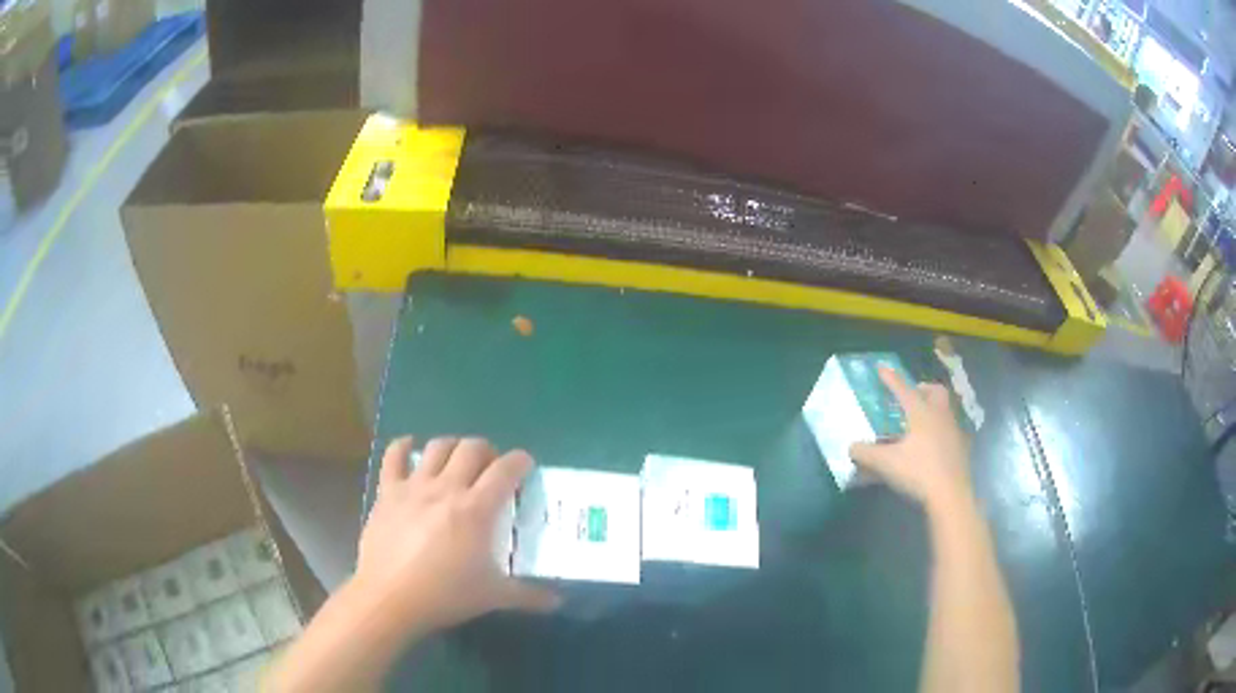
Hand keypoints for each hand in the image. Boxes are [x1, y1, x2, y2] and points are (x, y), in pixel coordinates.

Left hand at [354, 436, 559, 634]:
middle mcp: (447, 488)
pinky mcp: (387, 492)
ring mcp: (414, 487)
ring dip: (452, 447)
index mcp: (476, 509)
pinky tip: (410, 449)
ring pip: (437, 447)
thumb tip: (559, 601)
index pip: (506, 470)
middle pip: (472, 448)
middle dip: (487, 451)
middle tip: (490, 469)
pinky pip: (393, 456)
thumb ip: (529, 596)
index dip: (520, 461)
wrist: (390, 598)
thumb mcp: (493, 597)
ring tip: (456, 462)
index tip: (525, 467)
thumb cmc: (445, 595)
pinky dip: (404, 447)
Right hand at [850, 368, 971, 512]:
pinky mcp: (961, 449)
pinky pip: (950, 431)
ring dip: (933, 410)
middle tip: (911, 396)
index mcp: (921, 413)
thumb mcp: (886, 463)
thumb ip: (866, 453)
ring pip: (945, 410)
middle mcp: (940, 416)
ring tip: (919, 423)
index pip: (903, 390)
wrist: (950, 495)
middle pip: (935, 392)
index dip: (891, 379)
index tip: (881, 368)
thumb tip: (851, 447)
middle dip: (923, 389)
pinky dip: (940, 432)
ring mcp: (954, 431)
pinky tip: (931, 447)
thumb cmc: (918, 472)